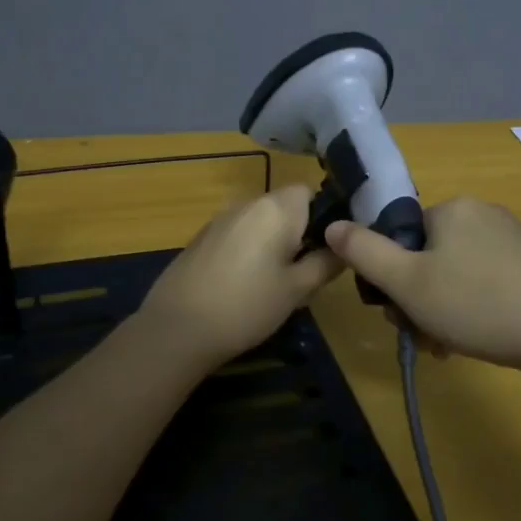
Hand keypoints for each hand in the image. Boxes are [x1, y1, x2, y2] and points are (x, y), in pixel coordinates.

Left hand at [138, 186, 343, 372]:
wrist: (178, 329)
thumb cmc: (247, 306)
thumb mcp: (297, 290)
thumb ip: (325, 263)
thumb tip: (342, 248)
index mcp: (276, 208)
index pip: (309, 191)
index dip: (324, 216)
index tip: (328, 249)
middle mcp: (247, 203)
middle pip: (284, 206)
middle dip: (299, 232)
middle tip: (306, 272)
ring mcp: (220, 219)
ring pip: (259, 222)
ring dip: (272, 243)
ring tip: (275, 283)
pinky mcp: (201, 238)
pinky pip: (237, 235)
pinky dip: (248, 251)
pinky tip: (244, 285)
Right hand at [324, 196, 520, 372]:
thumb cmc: (476, 305)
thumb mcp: (407, 283)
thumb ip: (364, 252)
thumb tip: (332, 225)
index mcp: (453, 208)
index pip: (403, 237)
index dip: (394, 277)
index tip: (400, 313)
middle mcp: (485, 213)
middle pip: (431, 257)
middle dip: (420, 298)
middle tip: (425, 337)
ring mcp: (517, 238)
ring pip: (459, 273)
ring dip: (445, 309)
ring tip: (451, 347)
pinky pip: (491, 281)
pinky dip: (478, 307)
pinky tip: (483, 337)